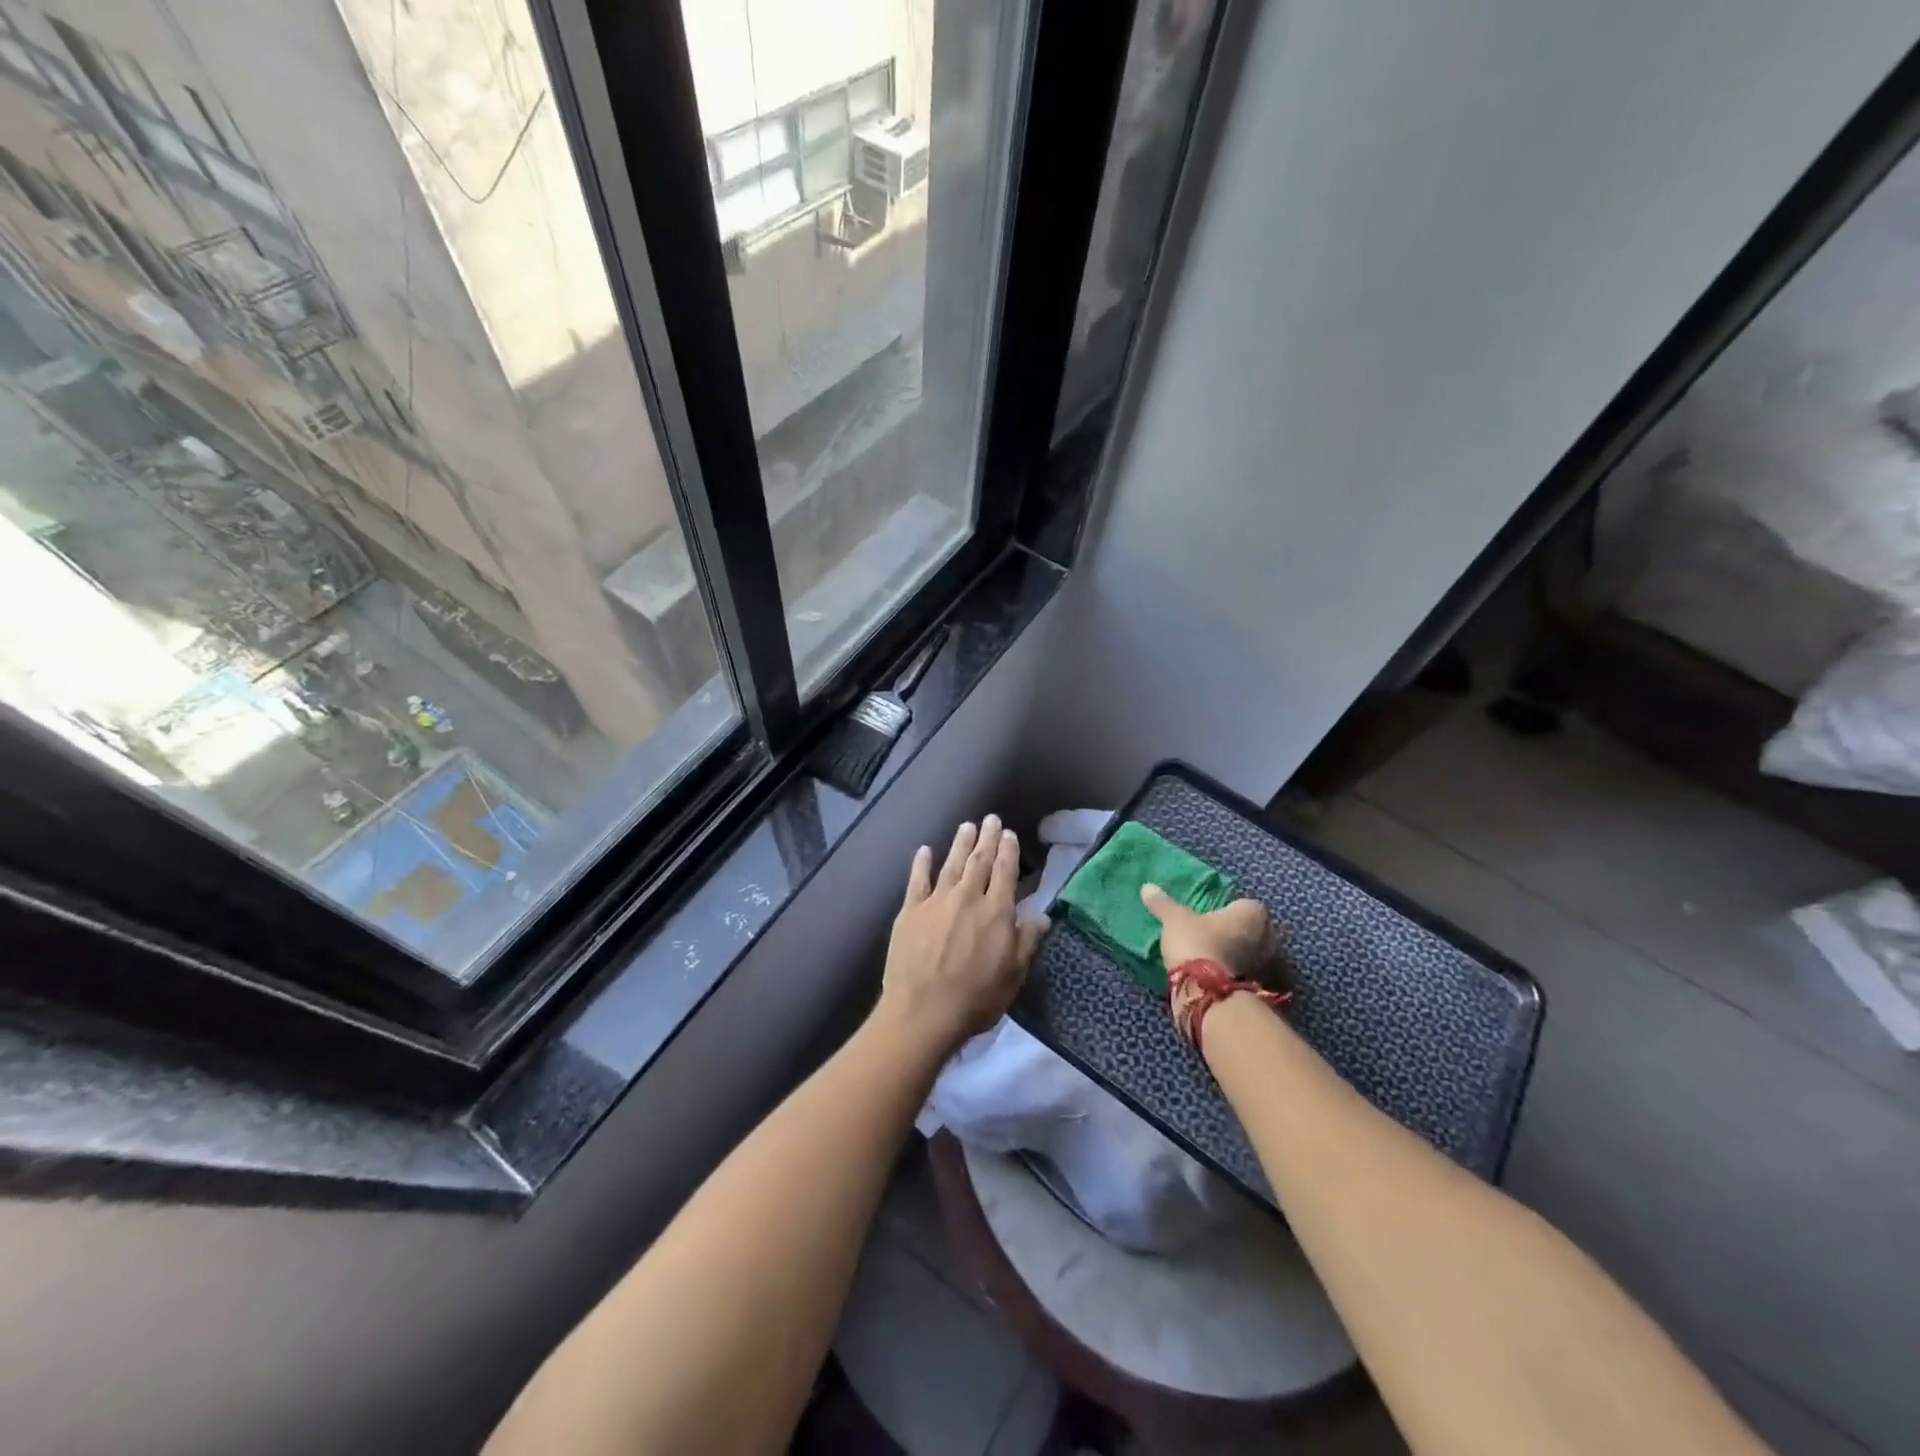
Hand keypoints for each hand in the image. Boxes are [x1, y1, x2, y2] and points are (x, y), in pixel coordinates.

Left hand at [878, 816, 1046, 1054]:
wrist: (923, 1012)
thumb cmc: (976, 998)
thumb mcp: (1014, 974)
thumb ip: (1028, 941)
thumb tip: (1041, 914)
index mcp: (996, 911)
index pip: (1005, 872)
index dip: (1009, 851)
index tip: (1009, 834)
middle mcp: (967, 897)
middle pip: (979, 860)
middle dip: (987, 838)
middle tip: (991, 819)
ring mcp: (936, 902)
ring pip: (951, 864)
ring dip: (960, 843)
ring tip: (966, 826)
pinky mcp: (910, 911)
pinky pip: (917, 880)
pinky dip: (922, 863)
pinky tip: (925, 850)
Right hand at [1141, 885, 1289, 1044]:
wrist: (1210, 993)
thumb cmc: (1197, 943)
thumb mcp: (1175, 919)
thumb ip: (1163, 903)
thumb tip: (1147, 887)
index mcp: (1253, 912)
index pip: (1244, 905)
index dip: (1227, 912)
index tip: (1210, 920)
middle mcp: (1271, 935)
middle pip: (1253, 930)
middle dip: (1237, 935)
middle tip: (1212, 940)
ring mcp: (1272, 966)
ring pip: (1255, 955)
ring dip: (1240, 957)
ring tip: (1214, 963)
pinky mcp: (1267, 990)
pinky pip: (1253, 976)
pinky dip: (1241, 977)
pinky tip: (1222, 981)